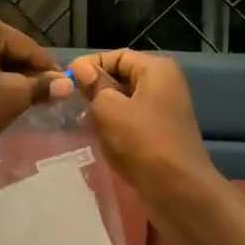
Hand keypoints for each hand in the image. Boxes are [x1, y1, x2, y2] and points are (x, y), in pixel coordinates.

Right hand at [69, 50, 213, 200]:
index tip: (66, 80)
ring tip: (80, 120)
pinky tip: (97, 137)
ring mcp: (164, 110)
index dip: (90, 64)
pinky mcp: (160, 133)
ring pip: (124, 101)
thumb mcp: (109, 108)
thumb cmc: (142, 142)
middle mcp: (164, 84)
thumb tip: (80, 68)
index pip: (116, 55)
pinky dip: (114, 126)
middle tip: (69, 101)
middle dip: (95, 88)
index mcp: (157, 69)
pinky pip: (131, 121)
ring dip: (102, 109)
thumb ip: (93, 85)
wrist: (178, 189)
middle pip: (121, 77)